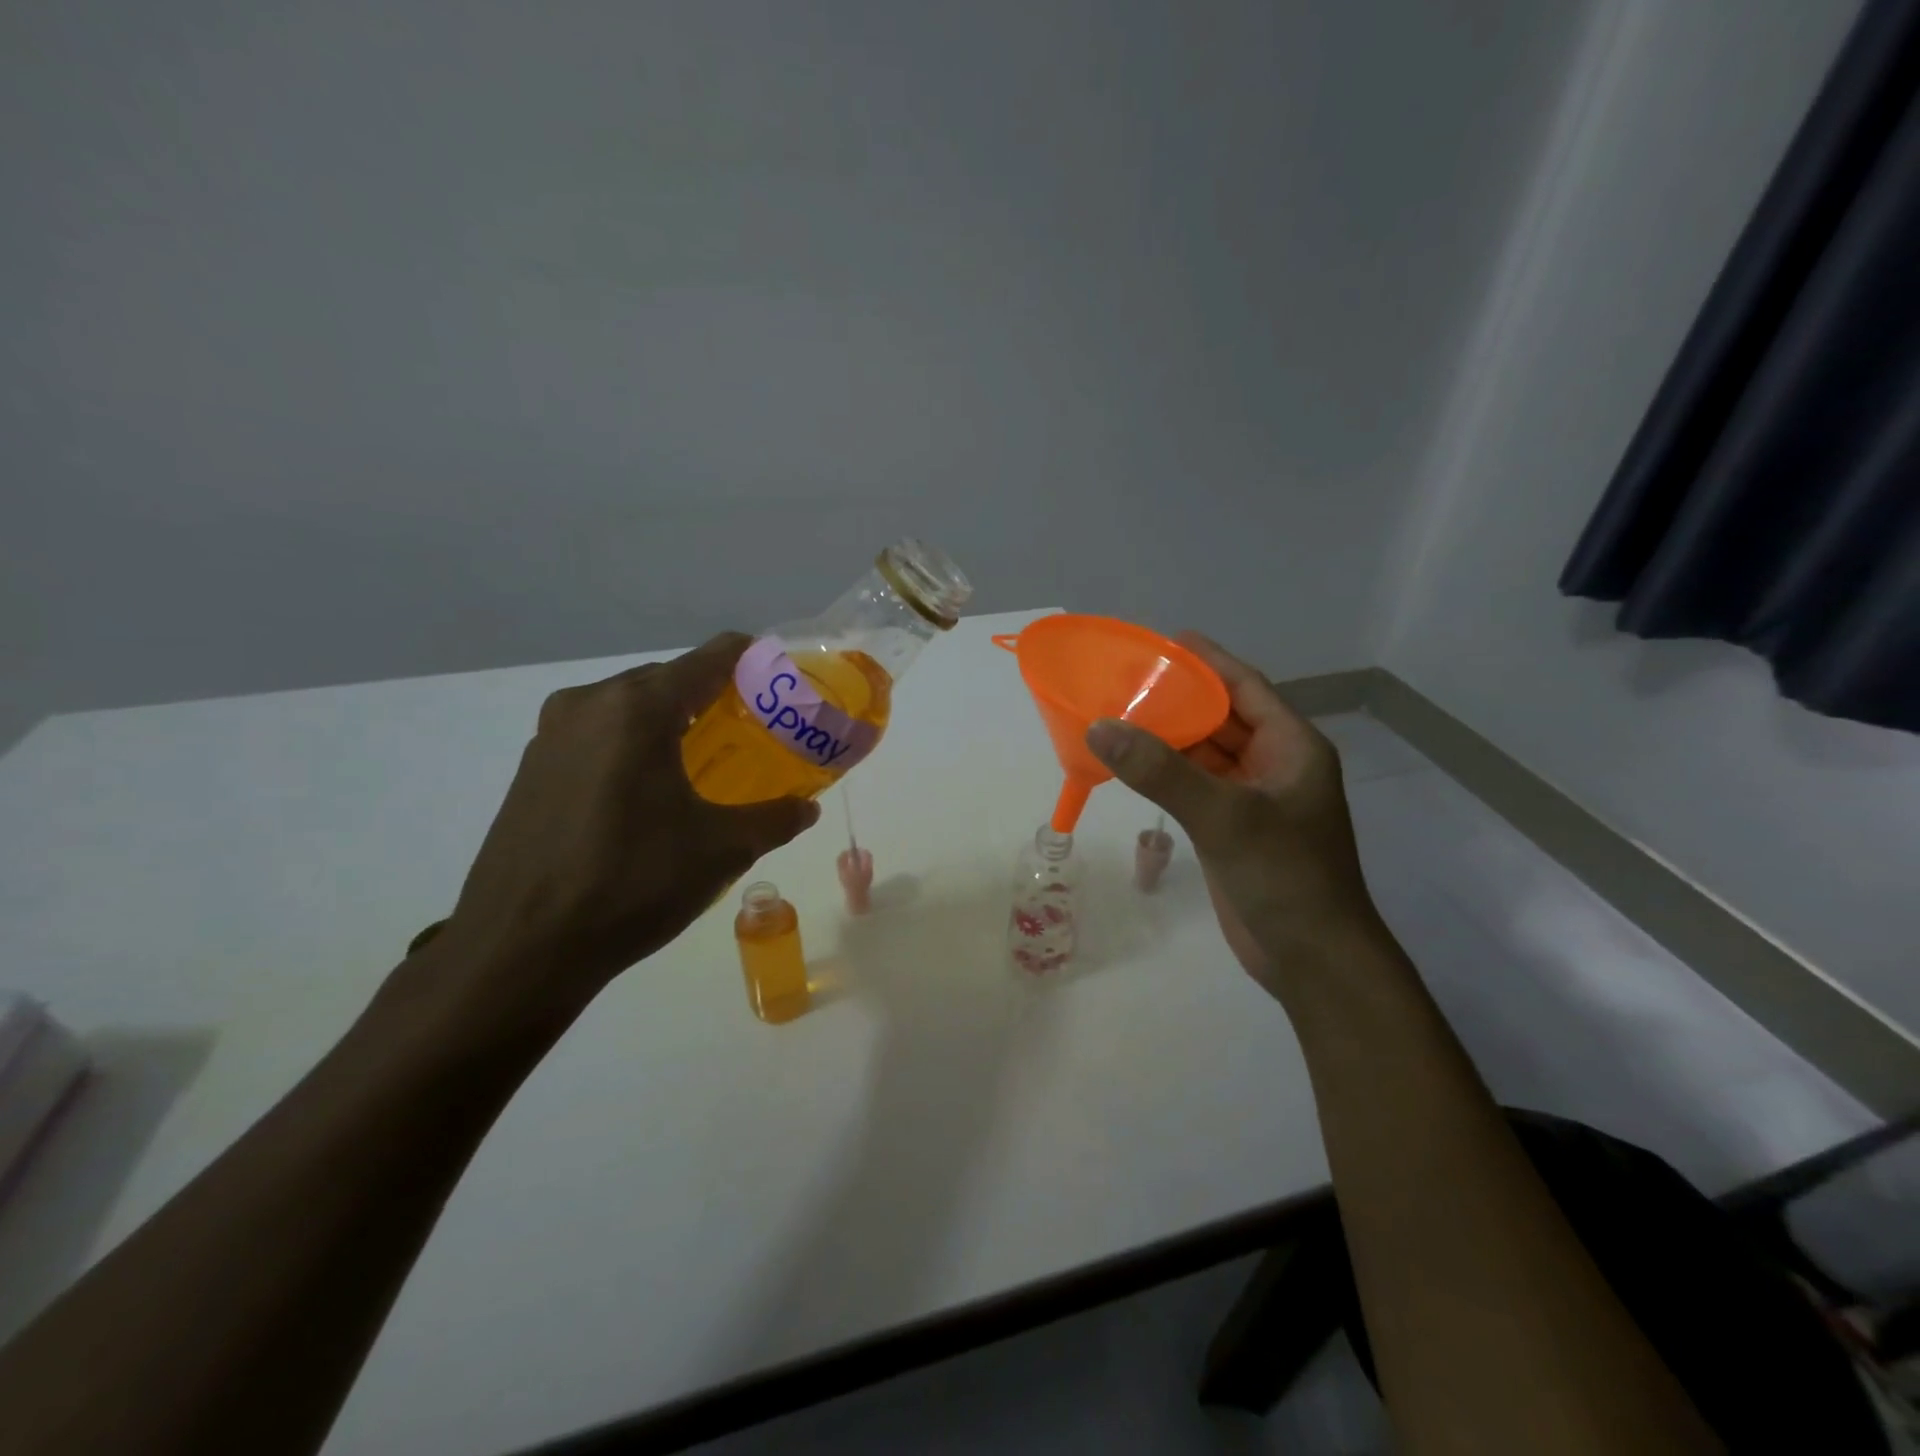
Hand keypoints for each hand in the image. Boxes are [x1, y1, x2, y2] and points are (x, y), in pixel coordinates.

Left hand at [418, 634, 819, 1020]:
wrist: (520, 950)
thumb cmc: (632, 884)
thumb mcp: (721, 850)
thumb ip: (775, 818)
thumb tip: (806, 808)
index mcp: (639, 708)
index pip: (713, 657)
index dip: (756, 661)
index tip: (785, 684)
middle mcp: (590, 703)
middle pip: (670, 678)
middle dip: (715, 697)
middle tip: (754, 731)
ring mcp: (552, 734)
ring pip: (631, 707)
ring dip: (672, 722)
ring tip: (707, 762)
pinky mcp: (532, 768)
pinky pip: (599, 735)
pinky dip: (635, 745)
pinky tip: (652, 792)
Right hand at [1085, 632, 1383, 996]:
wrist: (1312, 958)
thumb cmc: (1285, 876)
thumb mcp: (1225, 816)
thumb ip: (1161, 771)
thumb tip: (1099, 727)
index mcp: (1290, 745)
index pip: (1244, 686)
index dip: (1206, 660)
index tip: (1161, 640)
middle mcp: (1273, 764)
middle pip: (1219, 716)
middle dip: (1176, 697)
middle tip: (1122, 678)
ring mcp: (1251, 798)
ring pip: (1203, 753)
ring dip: (1166, 736)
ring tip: (1115, 714)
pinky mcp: (1230, 828)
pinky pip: (1194, 786)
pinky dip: (1164, 773)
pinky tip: (1130, 764)